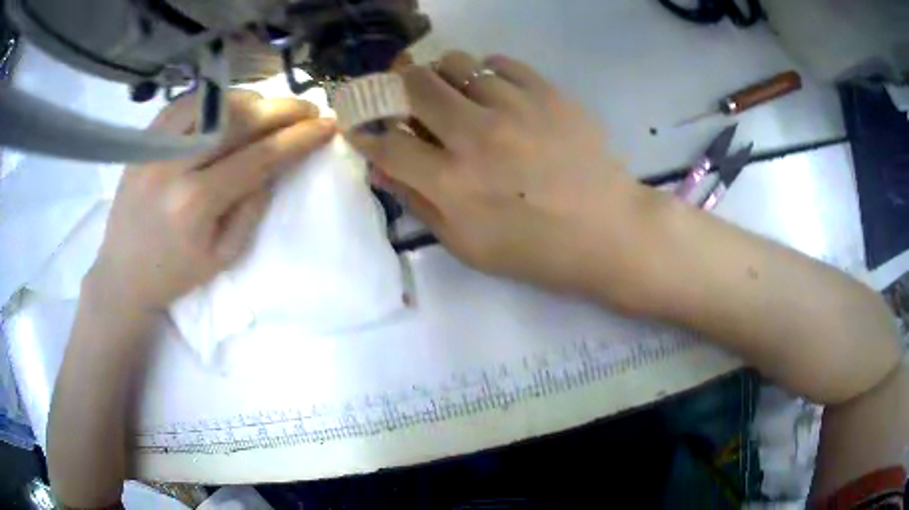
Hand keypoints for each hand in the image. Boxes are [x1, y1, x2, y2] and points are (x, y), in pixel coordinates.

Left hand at [90, 90, 335, 310]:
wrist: (122, 273)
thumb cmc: (174, 274)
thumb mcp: (223, 256)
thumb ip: (252, 207)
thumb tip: (276, 164)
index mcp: (195, 203)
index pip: (259, 157)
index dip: (298, 138)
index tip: (327, 126)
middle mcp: (173, 165)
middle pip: (238, 120)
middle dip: (282, 110)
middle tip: (308, 108)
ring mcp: (154, 147)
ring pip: (212, 103)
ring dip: (251, 100)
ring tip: (271, 109)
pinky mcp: (142, 141)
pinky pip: (184, 103)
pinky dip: (213, 98)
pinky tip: (230, 105)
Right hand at [348, 51, 647, 295]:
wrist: (609, 231)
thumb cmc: (537, 250)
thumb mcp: (468, 245)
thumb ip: (420, 202)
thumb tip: (383, 167)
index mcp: (452, 182)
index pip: (387, 143)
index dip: (366, 133)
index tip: (362, 126)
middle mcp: (475, 134)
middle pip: (415, 85)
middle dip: (399, 89)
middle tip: (408, 100)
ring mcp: (514, 106)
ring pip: (455, 63)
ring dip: (443, 77)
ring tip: (456, 96)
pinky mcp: (547, 93)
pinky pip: (500, 62)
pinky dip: (486, 73)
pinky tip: (495, 93)